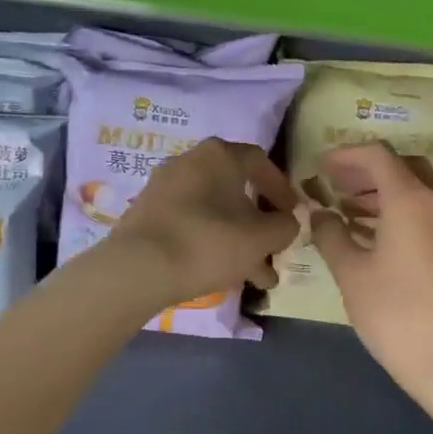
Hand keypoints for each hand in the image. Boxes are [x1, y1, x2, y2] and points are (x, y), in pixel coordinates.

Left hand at [108, 138, 299, 313]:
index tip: (293, 214)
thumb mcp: (262, 238)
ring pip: (214, 213)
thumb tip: (287, 221)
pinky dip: (210, 244)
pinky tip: (223, 276)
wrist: (139, 268)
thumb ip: (285, 226)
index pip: (260, 162)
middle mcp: (189, 162)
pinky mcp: (147, 215)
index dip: (282, 189)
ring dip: (239, 242)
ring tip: (257, 278)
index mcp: (218, 155)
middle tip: (275, 251)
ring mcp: (164, 188)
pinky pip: (190, 224)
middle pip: (235, 191)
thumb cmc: (209, 242)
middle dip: (259, 225)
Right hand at [310, 142, 432, 399]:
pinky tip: (372, 236)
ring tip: (347, 210)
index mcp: (410, 200)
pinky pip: (425, 214)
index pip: (378, 155)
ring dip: (382, 192)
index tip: (320, 167)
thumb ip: (331, 235)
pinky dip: (398, 212)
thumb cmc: (394, 312)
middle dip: (367, 170)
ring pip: (417, 191)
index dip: (346, 155)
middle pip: (403, 167)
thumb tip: (320, 214)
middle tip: (335, 185)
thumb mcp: (350, 272)